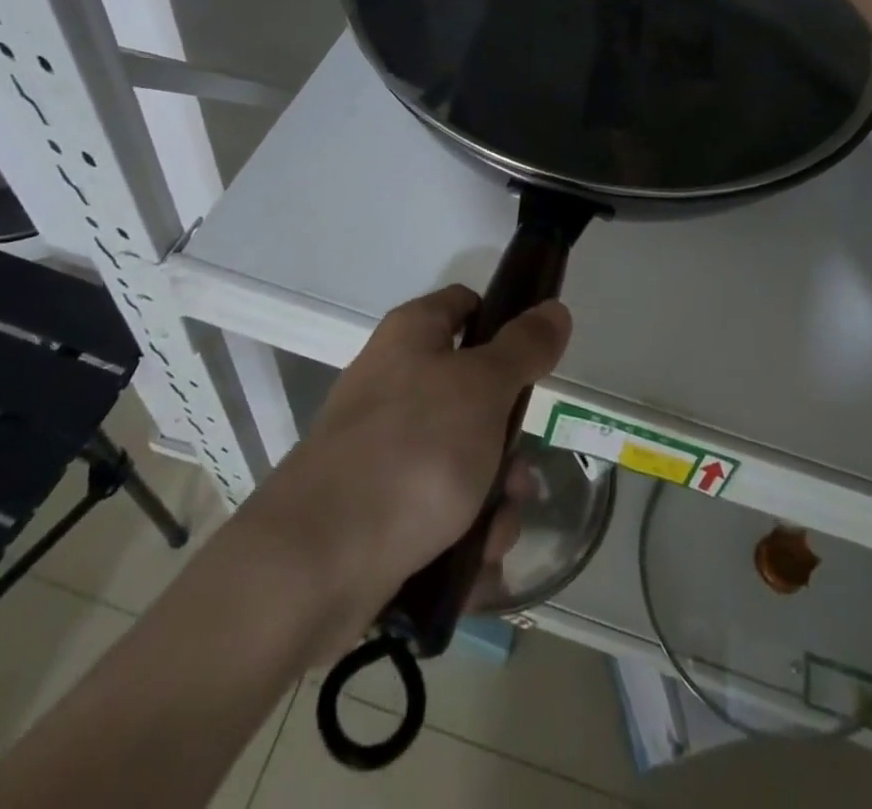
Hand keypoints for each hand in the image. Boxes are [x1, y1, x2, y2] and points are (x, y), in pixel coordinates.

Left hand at [259, 285, 570, 612]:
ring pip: (464, 461)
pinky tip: (474, 566)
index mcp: (412, 336)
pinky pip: (440, 511)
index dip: (505, 324)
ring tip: (495, 531)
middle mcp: (395, 384)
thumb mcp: (483, 388)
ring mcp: (384, 449)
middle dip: (508, 443)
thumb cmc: (413, 451)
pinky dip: (463, 536)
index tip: (536, 363)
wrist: (317, 561)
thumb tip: (554, 308)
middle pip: (474, 396)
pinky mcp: (378, 508)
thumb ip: (524, 347)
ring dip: (494, 499)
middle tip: (519, 475)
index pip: (467, 305)